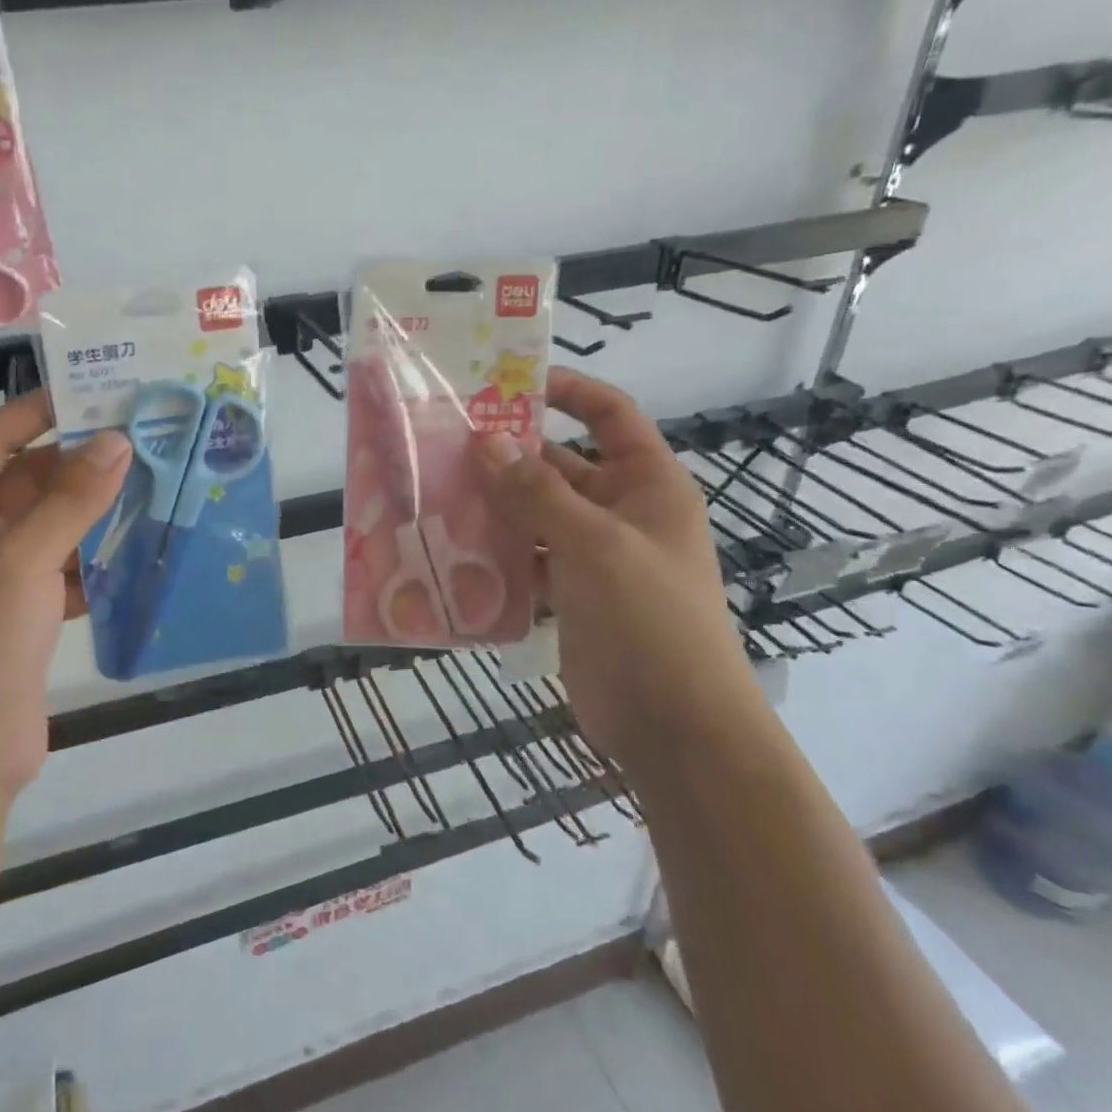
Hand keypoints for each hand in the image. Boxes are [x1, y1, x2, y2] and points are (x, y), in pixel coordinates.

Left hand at [0, 392, 130, 803]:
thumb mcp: (20, 562)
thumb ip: (71, 499)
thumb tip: (117, 440)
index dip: (41, 410)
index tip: (98, 388)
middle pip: (27, 479)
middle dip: (83, 462)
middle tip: (146, 435)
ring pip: (52, 522)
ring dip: (97, 508)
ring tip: (157, 478)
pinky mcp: (21, 611)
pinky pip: (64, 564)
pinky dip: (98, 555)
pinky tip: (143, 542)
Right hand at [476, 368, 762, 775]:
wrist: (676, 729)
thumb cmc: (650, 620)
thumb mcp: (594, 544)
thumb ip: (536, 492)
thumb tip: (484, 441)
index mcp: (647, 484)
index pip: (609, 414)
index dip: (566, 390)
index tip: (507, 382)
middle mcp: (621, 510)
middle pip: (560, 463)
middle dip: (508, 452)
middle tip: (444, 441)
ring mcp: (593, 554)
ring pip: (535, 511)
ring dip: (493, 502)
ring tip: (435, 487)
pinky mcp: (571, 593)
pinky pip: (526, 556)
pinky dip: (495, 549)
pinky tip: (451, 544)